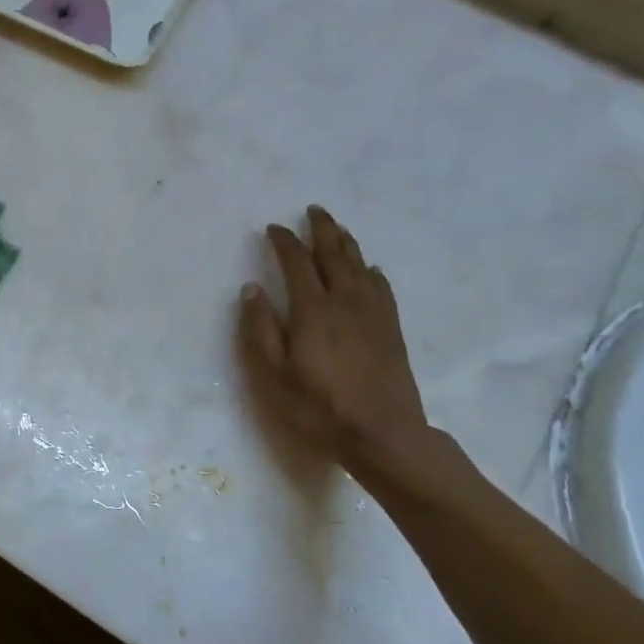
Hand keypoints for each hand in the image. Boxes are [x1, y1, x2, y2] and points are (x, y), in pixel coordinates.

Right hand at [239, 206, 430, 472]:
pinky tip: (369, 269)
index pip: (296, 262)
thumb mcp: (274, 373)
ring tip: (336, 228)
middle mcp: (345, 301)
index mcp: (312, 309)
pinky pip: (382, 287)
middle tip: (312, 211)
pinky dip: (371, 271)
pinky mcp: (391, 328)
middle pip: (334, 254)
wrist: (382, 433)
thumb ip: (260, 328)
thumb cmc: (318, 407)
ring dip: (346, 242)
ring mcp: (373, 313)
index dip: (284, 242)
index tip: (273, 228)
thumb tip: (252, 288)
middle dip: (321, 229)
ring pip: (360, 265)